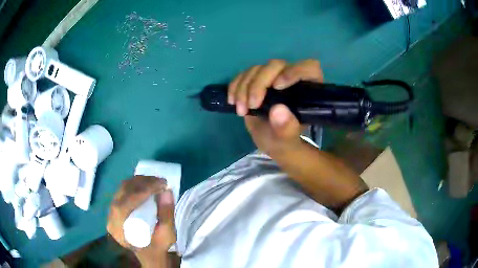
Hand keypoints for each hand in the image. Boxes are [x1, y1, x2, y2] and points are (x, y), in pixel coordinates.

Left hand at [107, 175, 175, 265]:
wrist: (149, 254)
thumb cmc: (157, 248)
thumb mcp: (166, 236)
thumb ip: (167, 215)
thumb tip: (167, 191)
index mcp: (119, 230)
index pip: (124, 205)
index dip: (141, 192)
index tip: (160, 185)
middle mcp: (111, 218)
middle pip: (122, 193)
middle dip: (142, 183)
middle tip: (160, 181)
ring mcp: (111, 211)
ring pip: (122, 189)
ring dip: (139, 181)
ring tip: (156, 181)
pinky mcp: (116, 207)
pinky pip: (123, 190)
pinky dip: (136, 184)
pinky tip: (147, 184)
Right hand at [228, 59, 323, 155]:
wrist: (270, 141)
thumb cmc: (284, 141)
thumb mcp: (287, 141)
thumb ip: (287, 129)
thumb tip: (277, 110)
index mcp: (308, 89)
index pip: (308, 68)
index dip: (293, 71)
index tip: (277, 87)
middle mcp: (291, 78)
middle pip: (276, 65)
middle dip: (260, 83)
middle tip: (252, 105)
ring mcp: (272, 77)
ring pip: (257, 68)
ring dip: (244, 87)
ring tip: (241, 110)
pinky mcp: (256, 80)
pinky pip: (243, 74)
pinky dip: (235, 85)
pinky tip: (232, 101)